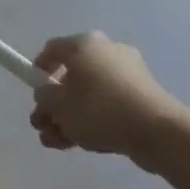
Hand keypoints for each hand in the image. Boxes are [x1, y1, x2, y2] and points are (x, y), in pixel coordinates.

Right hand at [29, 32, 183, 161]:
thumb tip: (48, 94)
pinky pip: (107, 103)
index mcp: (84, 45)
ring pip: (88, 94)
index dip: (38, 70)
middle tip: (41, 125)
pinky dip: (91, 119)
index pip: (52, 49)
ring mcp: (126, 74)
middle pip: (70, 75)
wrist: (155, 131)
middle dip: (52, 104)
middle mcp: (106, 52)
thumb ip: (44, 97)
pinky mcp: (139, 95)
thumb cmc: (99, 110)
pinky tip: (77, 143)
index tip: (34, 92)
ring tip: (55, 142)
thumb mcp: (59, 105)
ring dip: (68, 117)